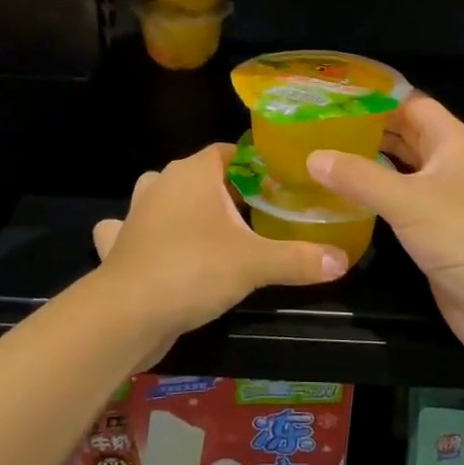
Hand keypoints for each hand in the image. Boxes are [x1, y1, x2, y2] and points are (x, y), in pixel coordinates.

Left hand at [93, 143, 347, 347]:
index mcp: (193, 172)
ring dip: (185, 210)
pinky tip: (160, 251)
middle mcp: (161, 182)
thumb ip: (300, 258)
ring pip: (166, 199)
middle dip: (227, 192)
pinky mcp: (120, 244)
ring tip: (215, 232)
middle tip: (261, 215)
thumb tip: (343, 260)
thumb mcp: (255, 263)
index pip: (229, 151)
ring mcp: (136, 212)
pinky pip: (136, 231)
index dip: (256, 165)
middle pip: (201, 176)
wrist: (126, 313)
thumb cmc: (193, 269)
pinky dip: (148, 237)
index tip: (280, 185)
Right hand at [305, 96, 463, 369]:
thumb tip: (313, 156)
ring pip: (403, 171)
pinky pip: (402, 205)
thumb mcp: (406, 199)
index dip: (377, 98)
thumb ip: (358, 176)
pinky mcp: (437, 233)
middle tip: (320, 127)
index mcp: (453, 142)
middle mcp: (450, 165)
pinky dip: (376, 198)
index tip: (335, 96)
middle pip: (407, 136)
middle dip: (368, 130)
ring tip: (324, 156)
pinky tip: (344, 199)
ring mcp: (446, 201)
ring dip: (370, 164)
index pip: (412, 104)